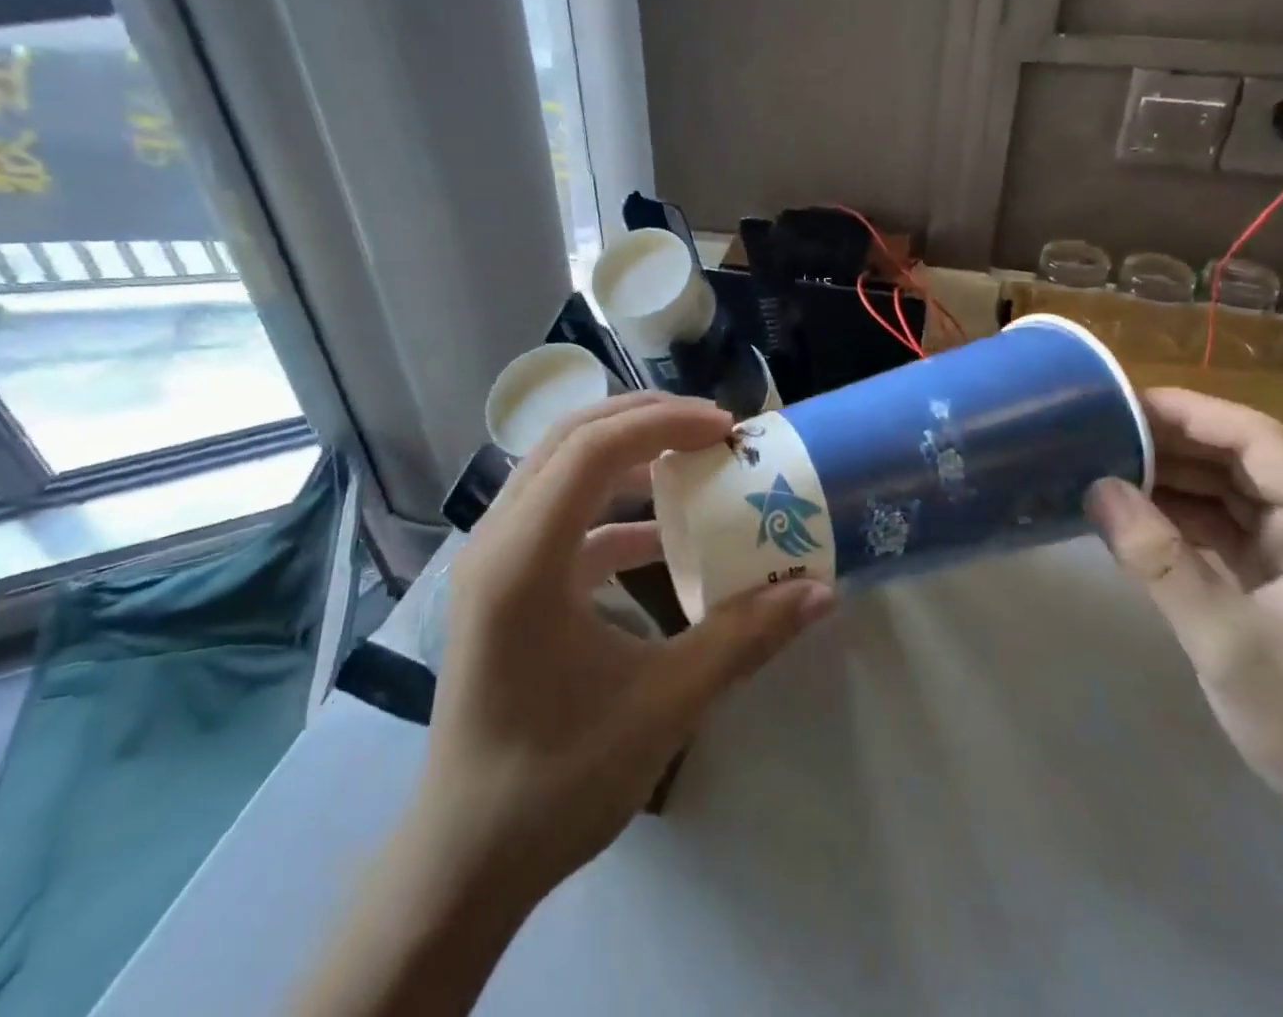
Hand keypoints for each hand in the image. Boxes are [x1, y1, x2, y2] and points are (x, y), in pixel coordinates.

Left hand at [419, 392, 835, 914]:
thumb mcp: (664, 704)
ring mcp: (493, 562)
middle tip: (712, 429)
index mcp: (524, 559)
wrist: (465, 863)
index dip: (665, 423)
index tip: (727, 430)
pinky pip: (558, 518)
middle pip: (571, 439)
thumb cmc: (558, 781)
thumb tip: (818, 591)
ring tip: (690, 460)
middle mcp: (497, 541)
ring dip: (625, 456)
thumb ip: (744, 638)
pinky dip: (609, 510)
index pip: (594, 449)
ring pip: (559, 470)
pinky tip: (657, 537)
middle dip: (645, 420)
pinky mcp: (502, 586)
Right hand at [1088, 388, 1282, 852]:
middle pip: (1238, 456)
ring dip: (1167, 478)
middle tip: (1091, 432)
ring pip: (1227, 489)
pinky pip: (1223, 526)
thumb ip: (1158, 559)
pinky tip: (1127, 511)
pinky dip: (1177, 516)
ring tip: (1096, 463)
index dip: (1183, 412)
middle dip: (1166, 443)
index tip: (1114, 401)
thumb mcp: (1229, 643)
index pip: (1254, 437)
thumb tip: (1095, 487)